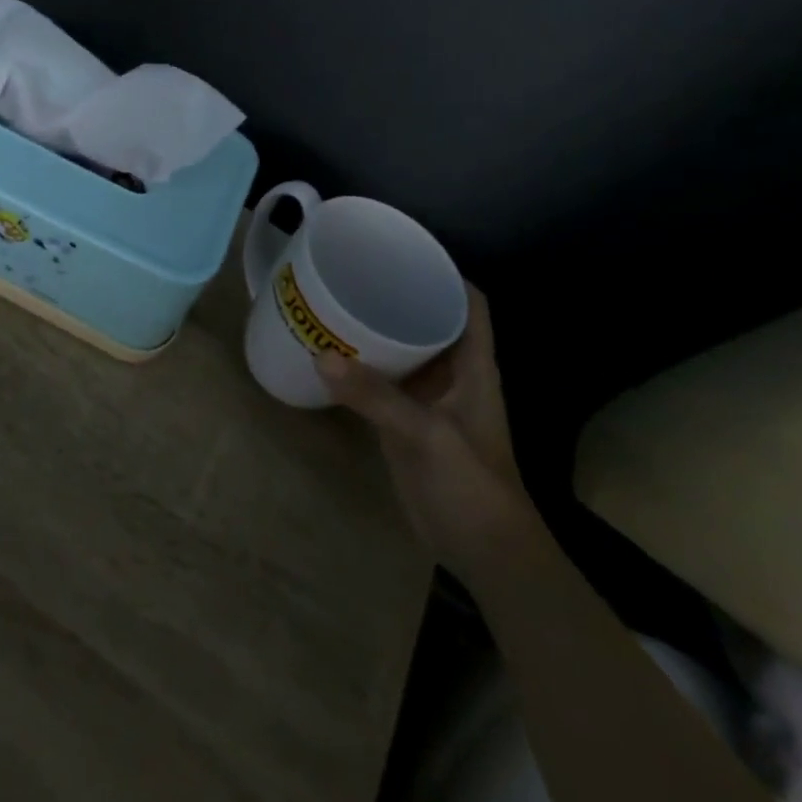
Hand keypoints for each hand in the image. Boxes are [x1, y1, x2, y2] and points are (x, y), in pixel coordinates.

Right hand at [317, 284, 535, 577]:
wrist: (482, 551)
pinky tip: (328, 354)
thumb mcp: (427, 436)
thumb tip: (319, 355)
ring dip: (375, 329)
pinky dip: (359, 365)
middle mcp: (452, 374)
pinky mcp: (405, 421)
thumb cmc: (471, 485)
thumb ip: (376, 397)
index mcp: (474, 366)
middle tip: (354, 272)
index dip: (446, 273)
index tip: (406, 250)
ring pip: (402, 349)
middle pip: (430, 319)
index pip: (470, 304)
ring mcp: (428, 398)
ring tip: (333, 303)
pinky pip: (381, 381)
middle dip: (398, 294)